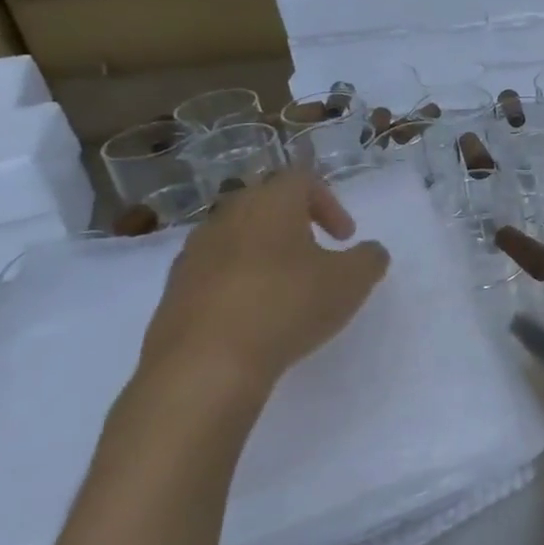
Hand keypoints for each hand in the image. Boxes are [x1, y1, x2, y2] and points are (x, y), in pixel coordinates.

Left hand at [131, 169, 389, 425]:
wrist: (205, 365)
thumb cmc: (288, 305)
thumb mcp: (352, 281)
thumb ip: (369, 258)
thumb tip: (368, 251)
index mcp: (270, 202)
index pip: (301, 179)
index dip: (330, 203)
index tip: (345, 238)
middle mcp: (227, 217)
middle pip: (265, 205)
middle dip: (295, 226)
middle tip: (318, 256)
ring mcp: (194, 254)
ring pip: (237, 239)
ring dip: (265, 255)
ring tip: (287, 291)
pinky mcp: (174, 292)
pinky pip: (215, 274)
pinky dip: (239, 285)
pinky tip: (255, 319)